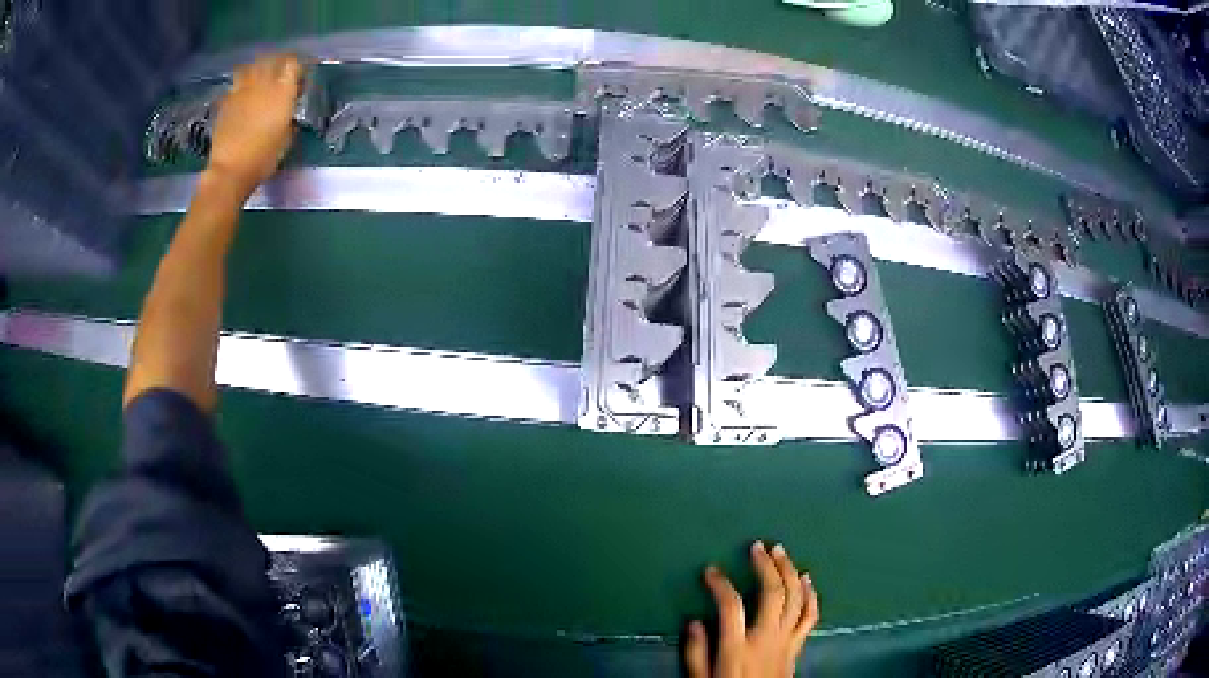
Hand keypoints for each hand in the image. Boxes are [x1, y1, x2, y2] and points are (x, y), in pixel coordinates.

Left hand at [206, 53, 304, 199]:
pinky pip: (236, 85)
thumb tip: (287, 113)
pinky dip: (240, 85)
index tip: (299, 78)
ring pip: (251, 66)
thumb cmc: (263, 158)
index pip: (293, 64)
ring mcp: (242, 91)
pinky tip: (242, 94)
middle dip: (278, 61)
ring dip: (257, 67)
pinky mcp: (226, 102)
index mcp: (282, 91)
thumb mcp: (286, 139)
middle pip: (272, 59)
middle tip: (280, 70)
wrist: (230, 170)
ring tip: (259, 75)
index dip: (297, 68)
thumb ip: (288, 119)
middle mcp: (263, 84)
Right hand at [685, 542, 818, 677]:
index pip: (731, 606)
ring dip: (790, 571)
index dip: (720, 584)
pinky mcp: (798, 645)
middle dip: (766, 566)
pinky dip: (811, 594)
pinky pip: (810, 615)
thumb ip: (696, 652)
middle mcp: (766, 638)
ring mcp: (786, 641)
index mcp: (737, 647)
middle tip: (758, 547)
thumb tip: (693, 621)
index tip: (711, 570)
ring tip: (781, 552)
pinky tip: (807, 579)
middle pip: (773, 593)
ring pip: (796, 598)